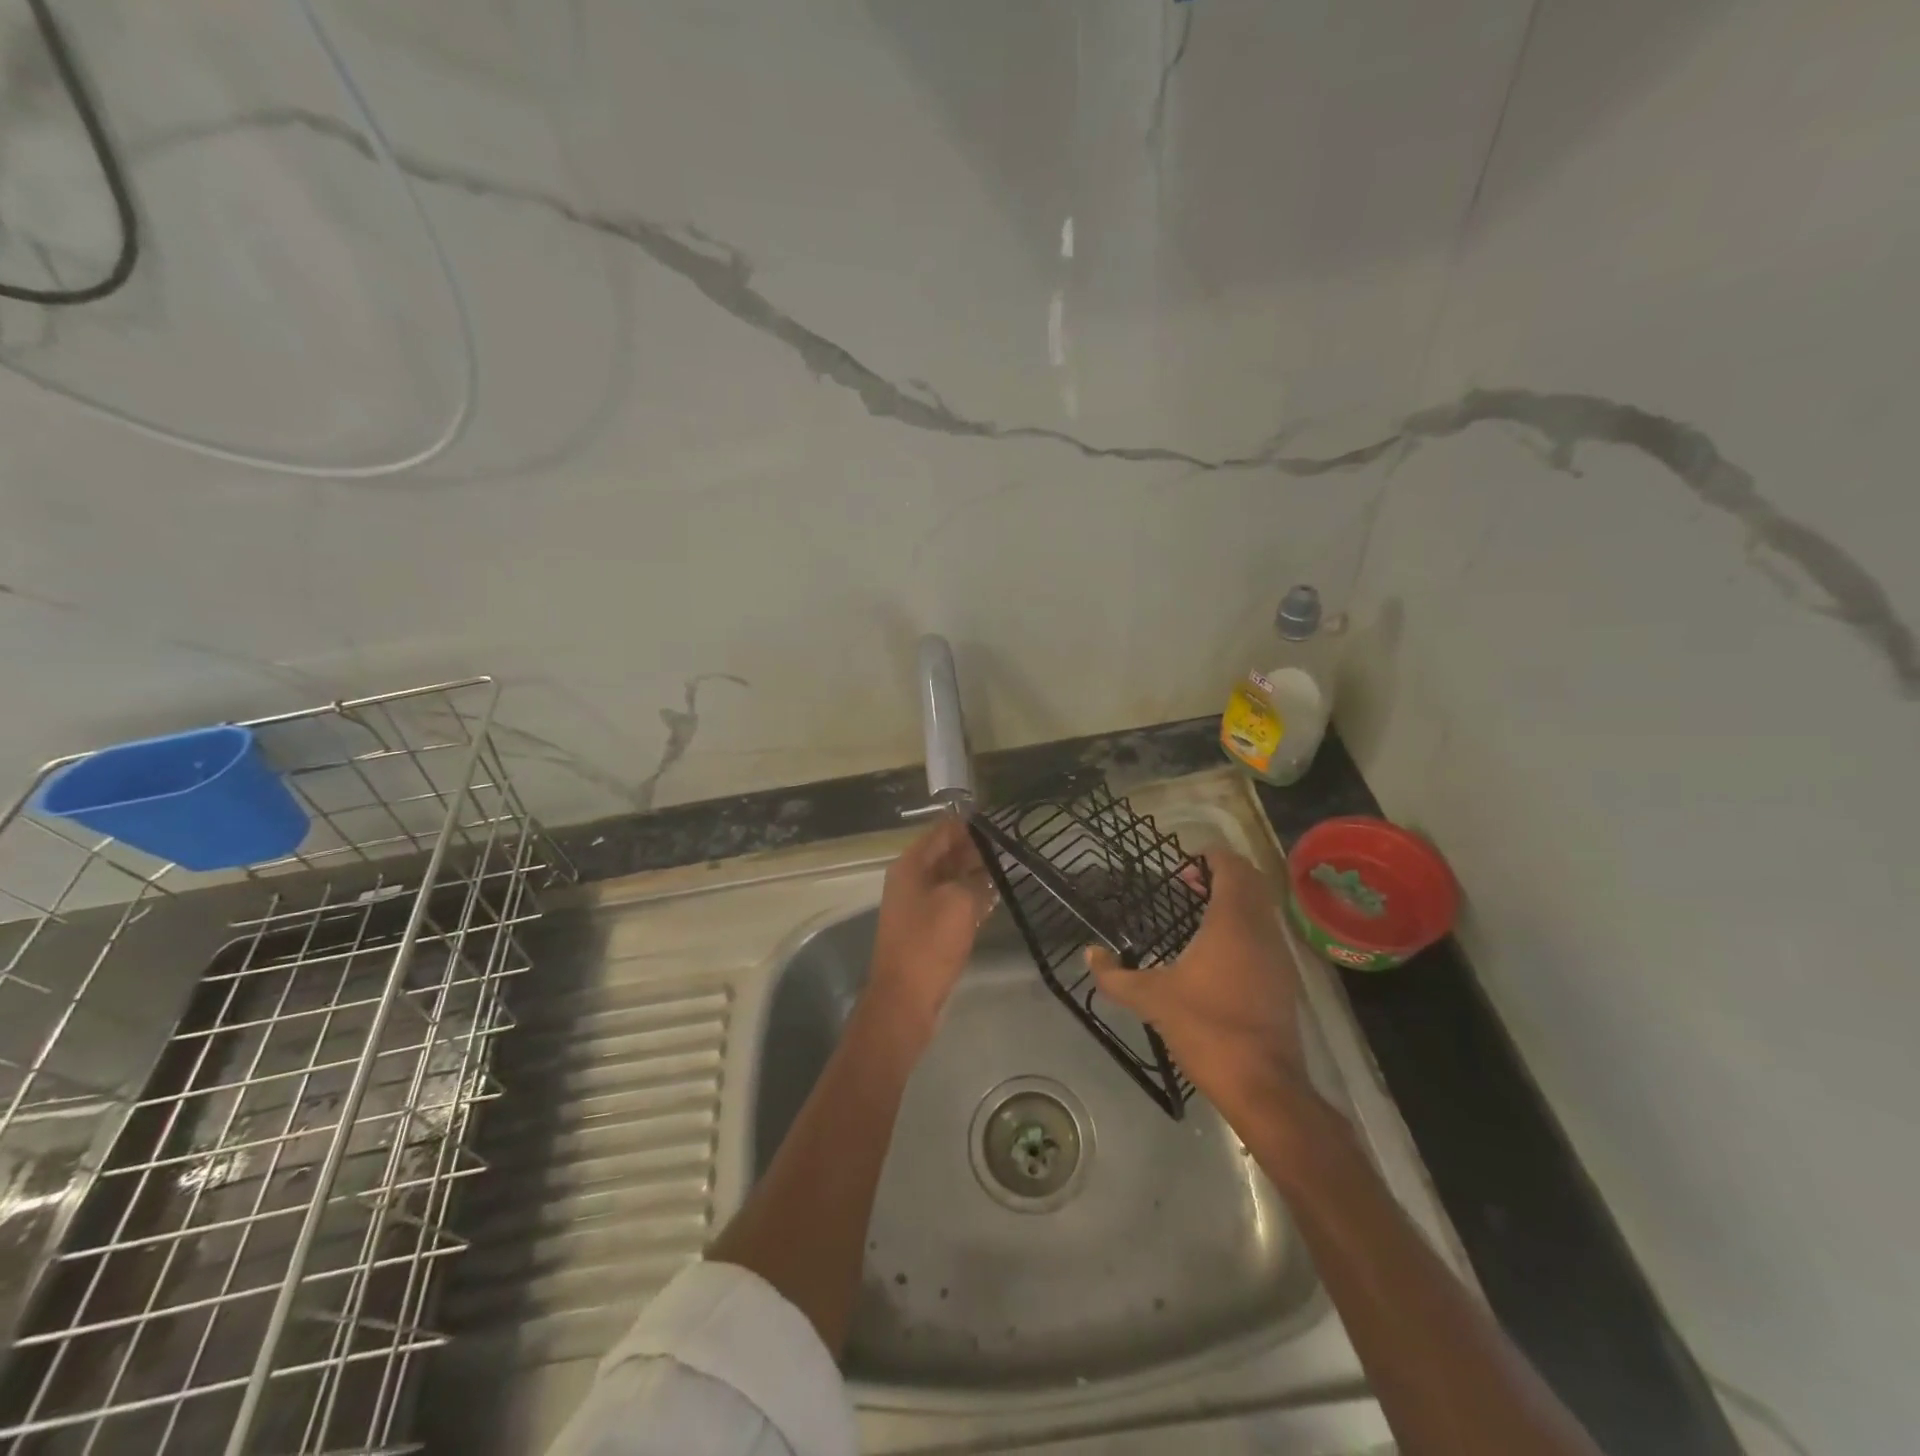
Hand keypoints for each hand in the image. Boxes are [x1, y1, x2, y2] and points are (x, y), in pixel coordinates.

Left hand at [867, 815, 996, 1040]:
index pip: (943, 831)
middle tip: (1012, 843)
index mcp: (911, 865)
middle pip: (947, 853)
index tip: (1000, 820)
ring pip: (951, 878)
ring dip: (976, 872)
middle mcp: (912, 879)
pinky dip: (971, 895)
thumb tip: (988, 870)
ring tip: (1010, 864)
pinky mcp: (928, 927)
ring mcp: (918, 904)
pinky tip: (997, 895)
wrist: (905, 998)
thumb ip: (976, 879)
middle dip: (976, 848)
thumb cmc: (929, 943)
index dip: (970, 824)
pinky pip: (952, 901)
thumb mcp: (960, 903)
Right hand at [1086, 847, 1310, 1125]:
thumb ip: (1116, 976)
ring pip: (1262, 910)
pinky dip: (1245, 928)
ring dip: (1235, 902)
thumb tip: (1089, 955)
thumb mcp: (1152, 1000)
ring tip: (1199, 916)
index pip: (1233, 867)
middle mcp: (1262, 930)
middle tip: (1188, 885)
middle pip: (1252, 883)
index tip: (1185, 864)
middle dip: (1223, 876)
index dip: (1212, 857)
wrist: (1263, 1085)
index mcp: (1232, 922)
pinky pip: (1266, 935)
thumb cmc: (1206, 1028)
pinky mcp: (1284, 981)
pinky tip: (1217, 954)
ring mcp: (1279, 956)